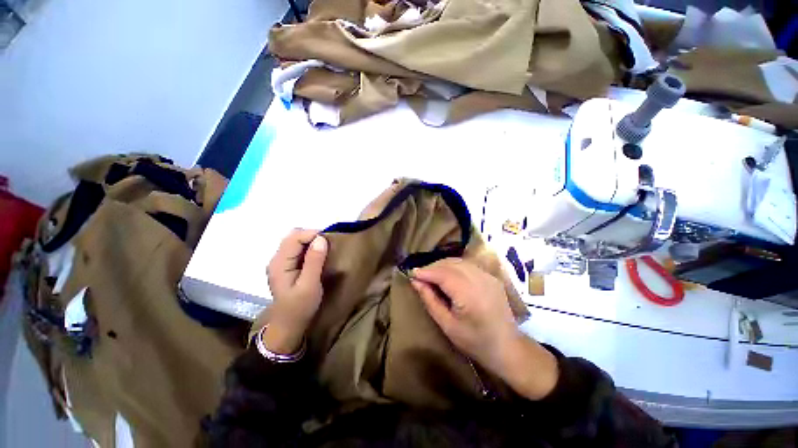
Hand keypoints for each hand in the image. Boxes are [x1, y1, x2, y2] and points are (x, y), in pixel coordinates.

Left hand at [264, 229, 327, 353]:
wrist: (289, 325)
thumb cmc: (300, 307)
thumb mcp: (309, 285)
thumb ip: (314, 261)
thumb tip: (321, 239)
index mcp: (279, 263)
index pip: (294, 238)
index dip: (312, 235)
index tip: (329, 241)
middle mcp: (277, 259)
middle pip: (293, 237)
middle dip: (312, 237)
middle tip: (328, 246)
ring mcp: (281, 262)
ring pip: (296, 242)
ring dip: (311, 242)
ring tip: (325, 250)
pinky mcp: (287, 266)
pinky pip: (298, 250)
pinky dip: (309, 248)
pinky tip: (318, 256)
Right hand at [411, 258, 557, 399]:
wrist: (508, 347)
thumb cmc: (475, 341)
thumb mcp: (447, 325)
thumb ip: (430, 300)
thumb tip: (415, 281)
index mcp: (469, 294)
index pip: (443, 274)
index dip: (426, 271)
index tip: (411, 273)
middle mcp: (480, 279)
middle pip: (450, 263)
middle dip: (432, 267)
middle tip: (420, 275)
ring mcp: (488, 276)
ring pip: (459, 261)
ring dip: (442, 265)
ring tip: (431, 275)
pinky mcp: (491, 276)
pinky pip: (468, 265)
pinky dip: (454, 266)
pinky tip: (447, 275)